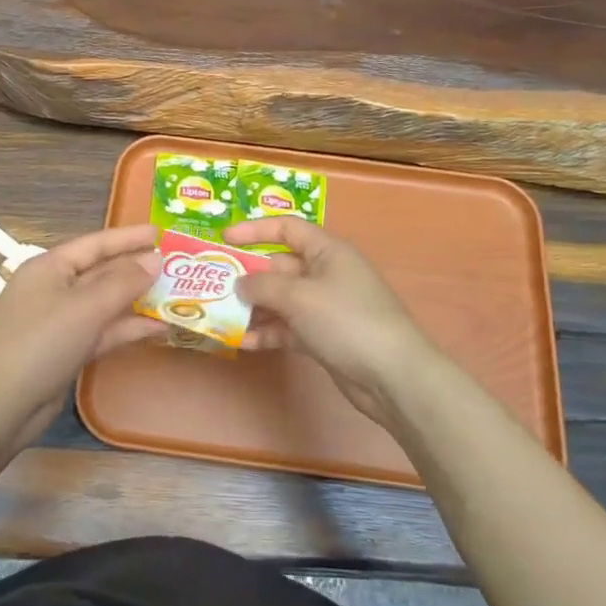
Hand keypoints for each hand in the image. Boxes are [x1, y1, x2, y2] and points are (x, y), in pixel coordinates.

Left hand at [0, 223, 164, 449]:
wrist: (2, 404)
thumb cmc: (42, 342)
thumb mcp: (86, 307)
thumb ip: (124, 282)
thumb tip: (156, 260)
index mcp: (50, 266)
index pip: (95, 243)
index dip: (128, 237)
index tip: (161, 233)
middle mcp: (54, 288)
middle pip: (102, 271)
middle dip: (137, 268)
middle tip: (177, 264)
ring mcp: (60, 320)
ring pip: (105, 302)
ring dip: (137, 300)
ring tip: (176, 295)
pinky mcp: (67, 348)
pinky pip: (103, 330)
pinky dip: (128, 328)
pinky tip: (159, 328)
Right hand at [224, 217, 443, 430]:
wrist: (392, 376)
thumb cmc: (347, 320)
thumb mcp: (300, 296)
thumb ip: (263, 286)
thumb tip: (239, 283)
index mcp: (327, 251)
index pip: (286, 228)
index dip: (254, 230)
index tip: (223, 239)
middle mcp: (325, 274)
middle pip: (279, 267)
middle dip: (247, 276)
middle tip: (212, 286)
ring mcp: (325, 307)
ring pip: (280, 300)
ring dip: (252, 308)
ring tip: (220, 317)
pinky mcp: (323, 337)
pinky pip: (287, 328)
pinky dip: (267, 333)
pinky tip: (242, 343)